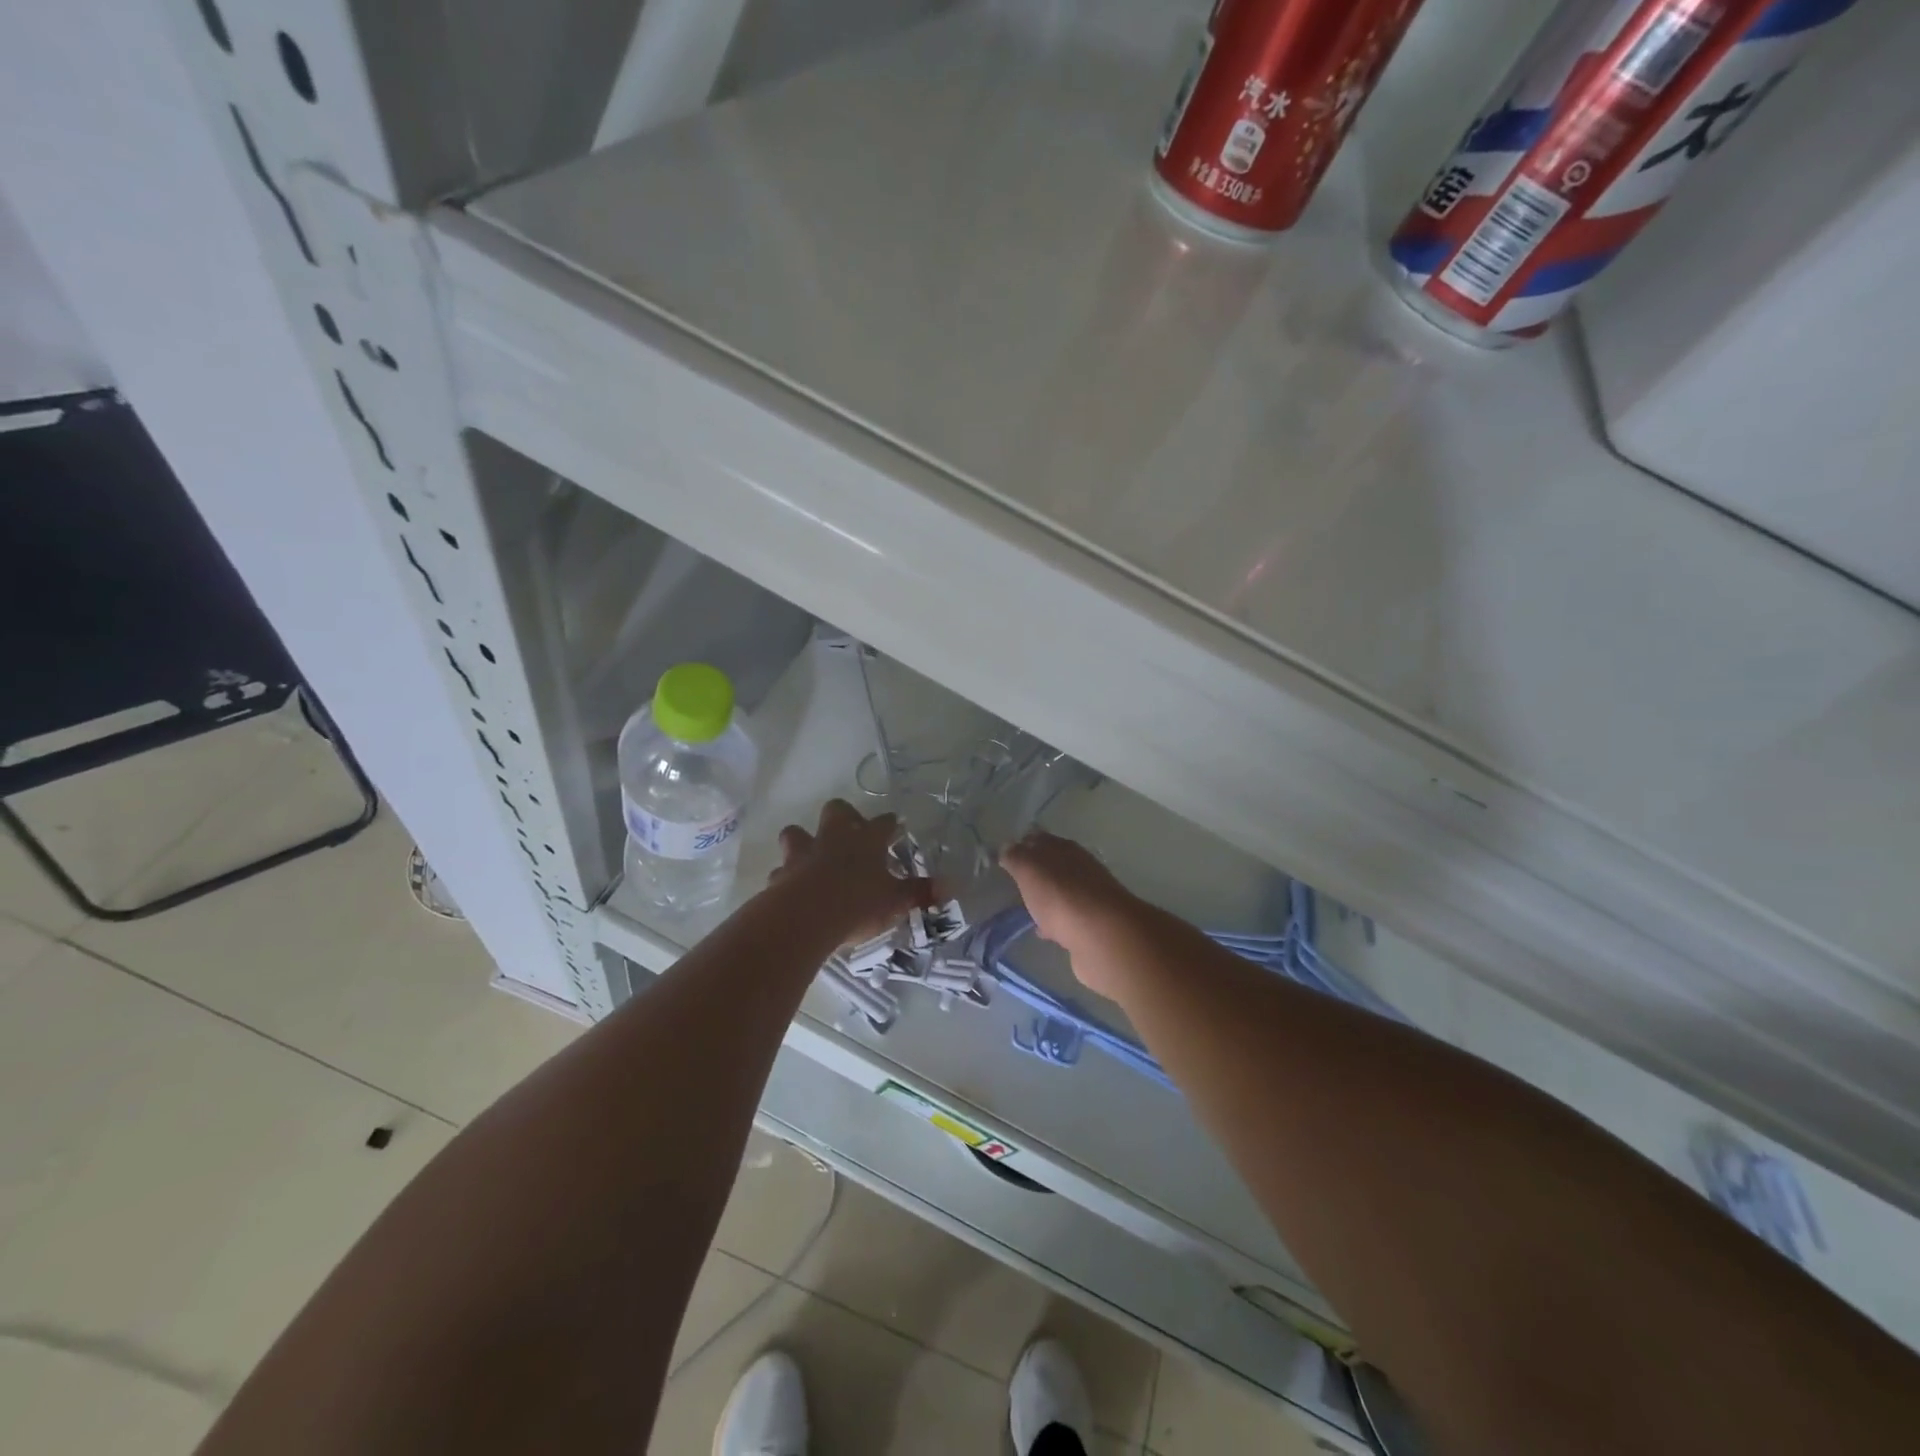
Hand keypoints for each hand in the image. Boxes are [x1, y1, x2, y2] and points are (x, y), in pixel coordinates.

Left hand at [770, 799, 932, 946]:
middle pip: (836, 810)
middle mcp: (834, 838)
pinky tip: (793, 889)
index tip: (896, 826)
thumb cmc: (858, 903)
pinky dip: (787, 877)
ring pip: (797, 833)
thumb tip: (950, 886)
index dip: (890, 824)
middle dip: (844, 816)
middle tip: (852, 832)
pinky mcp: (781, 875)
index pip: (884, 823)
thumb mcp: (896, 901)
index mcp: (867, 840)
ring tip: (813, 856)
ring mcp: (804, 853)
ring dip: (804, 841)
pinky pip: (782, 870)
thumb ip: (919, 892)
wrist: (806, 916)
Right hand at [1000, 831, 1140, 986]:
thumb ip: (1016, 857)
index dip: (1023, 845)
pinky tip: (1045, 932)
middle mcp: (1080, 867)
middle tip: (1015, 882)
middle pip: (1053, 865)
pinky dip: (1055, 922)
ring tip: (1027, 909)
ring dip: (1047, 898)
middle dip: (1036, 871)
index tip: (1006, 856)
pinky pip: (1068, 918)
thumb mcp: (1029, 869)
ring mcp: (1089, 896)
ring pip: (1062, 892)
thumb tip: (1007, 847)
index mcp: (1064, 848)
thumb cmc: (1060, 895)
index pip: (1040, 839)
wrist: (1102, 935)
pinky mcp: (1093, 924)